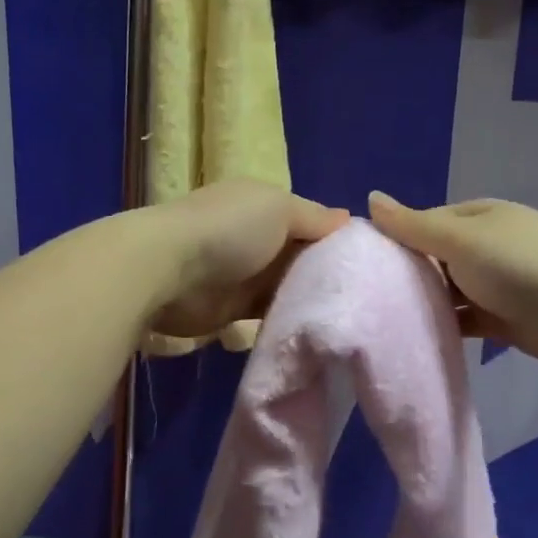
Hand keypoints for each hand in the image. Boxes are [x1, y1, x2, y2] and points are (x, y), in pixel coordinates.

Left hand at [147, 180, 348, 338]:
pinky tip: (313, 330)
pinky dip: (285, 320)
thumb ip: (315, 218)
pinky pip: (266, 315)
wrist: (168, 269)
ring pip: (285, 289)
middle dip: (325, 274)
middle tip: (364, 297)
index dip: (336, 240)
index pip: (309, 223)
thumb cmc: (229, 229)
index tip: (368, 263)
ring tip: (346, 318)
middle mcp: (255, 239)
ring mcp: (242, 275)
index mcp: (264, 206)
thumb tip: (349, 219)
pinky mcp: (231, 310)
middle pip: (299, 258)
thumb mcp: (280, 209)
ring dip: (306, 300)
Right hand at [367, 192, 537, 363]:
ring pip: (448, 292)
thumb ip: (412, 225)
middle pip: (436, 259)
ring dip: (425, 302)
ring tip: (381, 318)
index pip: (426, 223)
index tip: (364, 262)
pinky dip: (444, 326)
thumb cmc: (516, 263)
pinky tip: (415, 336)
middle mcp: (486, 247)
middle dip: (408, 274)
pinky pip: (463, 320)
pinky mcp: (501, 319)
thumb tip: (370, 198)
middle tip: (367, 295)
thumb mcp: (458, 238)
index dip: (397, 239)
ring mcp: (496, 284)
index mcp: (478, 218)